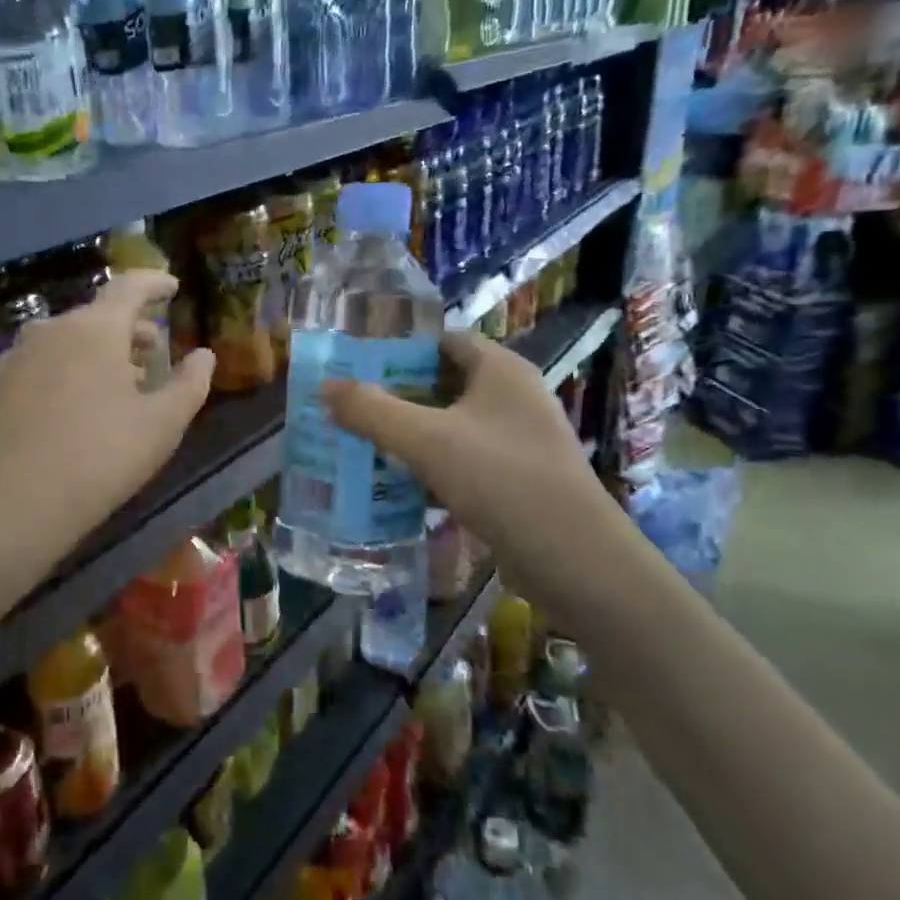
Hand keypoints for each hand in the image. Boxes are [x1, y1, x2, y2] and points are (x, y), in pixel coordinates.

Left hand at [0, 270, 214, 592]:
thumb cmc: (95, 460)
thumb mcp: (160, 427)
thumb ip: (189, 385)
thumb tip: (204, 355)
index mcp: (94, 329)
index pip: (130, 287)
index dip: (155, 284)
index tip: (173, 287)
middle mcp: (50, 331)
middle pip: (97, 316)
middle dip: (130, 327)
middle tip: (153, 348)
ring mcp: (14, 358)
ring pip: (67, 341)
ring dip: (98, 351)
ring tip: (119, 381)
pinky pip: (42, 365)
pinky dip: (68, 371)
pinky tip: (74, 408)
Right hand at [322, 331, 634, 628]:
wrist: (575, 560)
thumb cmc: (501, 479)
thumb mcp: (426, 440)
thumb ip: (371, 410)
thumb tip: (324, 387)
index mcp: (501, 369)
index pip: (443, 339)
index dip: (399, 346)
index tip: (355, 362)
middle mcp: (513, 395)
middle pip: (443, 380)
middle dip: (396, 392)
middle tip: (348, 403)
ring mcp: (517, 438)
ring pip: (450, 423)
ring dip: (409, 430)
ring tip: (359, 439)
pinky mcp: (515, 477)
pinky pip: (462, 457)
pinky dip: (429, 463)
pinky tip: (394, 480)